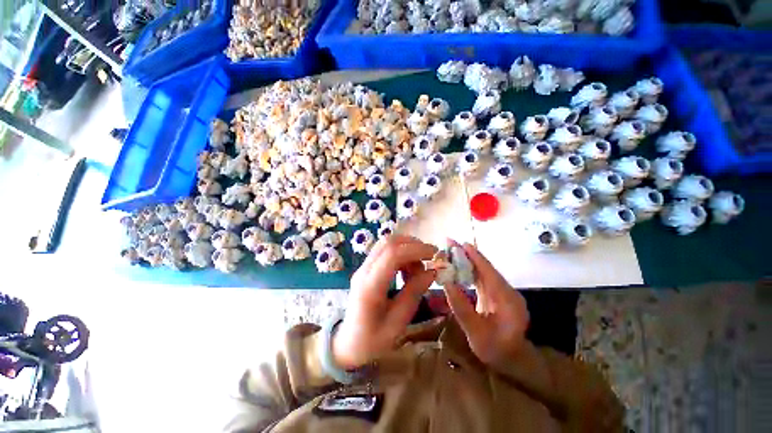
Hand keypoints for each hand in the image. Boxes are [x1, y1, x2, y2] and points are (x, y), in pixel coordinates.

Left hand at [333, 235, 437, 369]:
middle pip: (388, 243)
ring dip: (406, 249)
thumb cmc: (373, 340)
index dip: (415, 249)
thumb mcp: (398, 322)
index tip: (434, 254)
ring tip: (418, 268)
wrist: (348, 344)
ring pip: (386, 244)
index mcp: (370, 286)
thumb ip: (414, 293)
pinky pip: (384, 251)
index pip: (392, 254)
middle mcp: (364, 271)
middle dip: (413, 244)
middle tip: (429, 257)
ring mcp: (363, 267)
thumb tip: (432, 271)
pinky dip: (400, 254)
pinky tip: (407, 270)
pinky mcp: (366, 268)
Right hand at [442, 242, 528, 367]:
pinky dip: (469, 270)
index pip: (490, 274)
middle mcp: (508, 292)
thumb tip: (446, 283)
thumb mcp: (476, 334)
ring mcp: (503, 292)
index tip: (462, 244)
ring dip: (467, 260)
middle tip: (450, 243)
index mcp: (508, 302)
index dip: (476, 258)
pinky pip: (481, 278)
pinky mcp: (496, 294)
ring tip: (450, 250)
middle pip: (486, 269)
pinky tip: (457, 265)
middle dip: (468, 255)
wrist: (511, 359)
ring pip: (483, 272)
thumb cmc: (495, 350)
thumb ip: (462, 308)